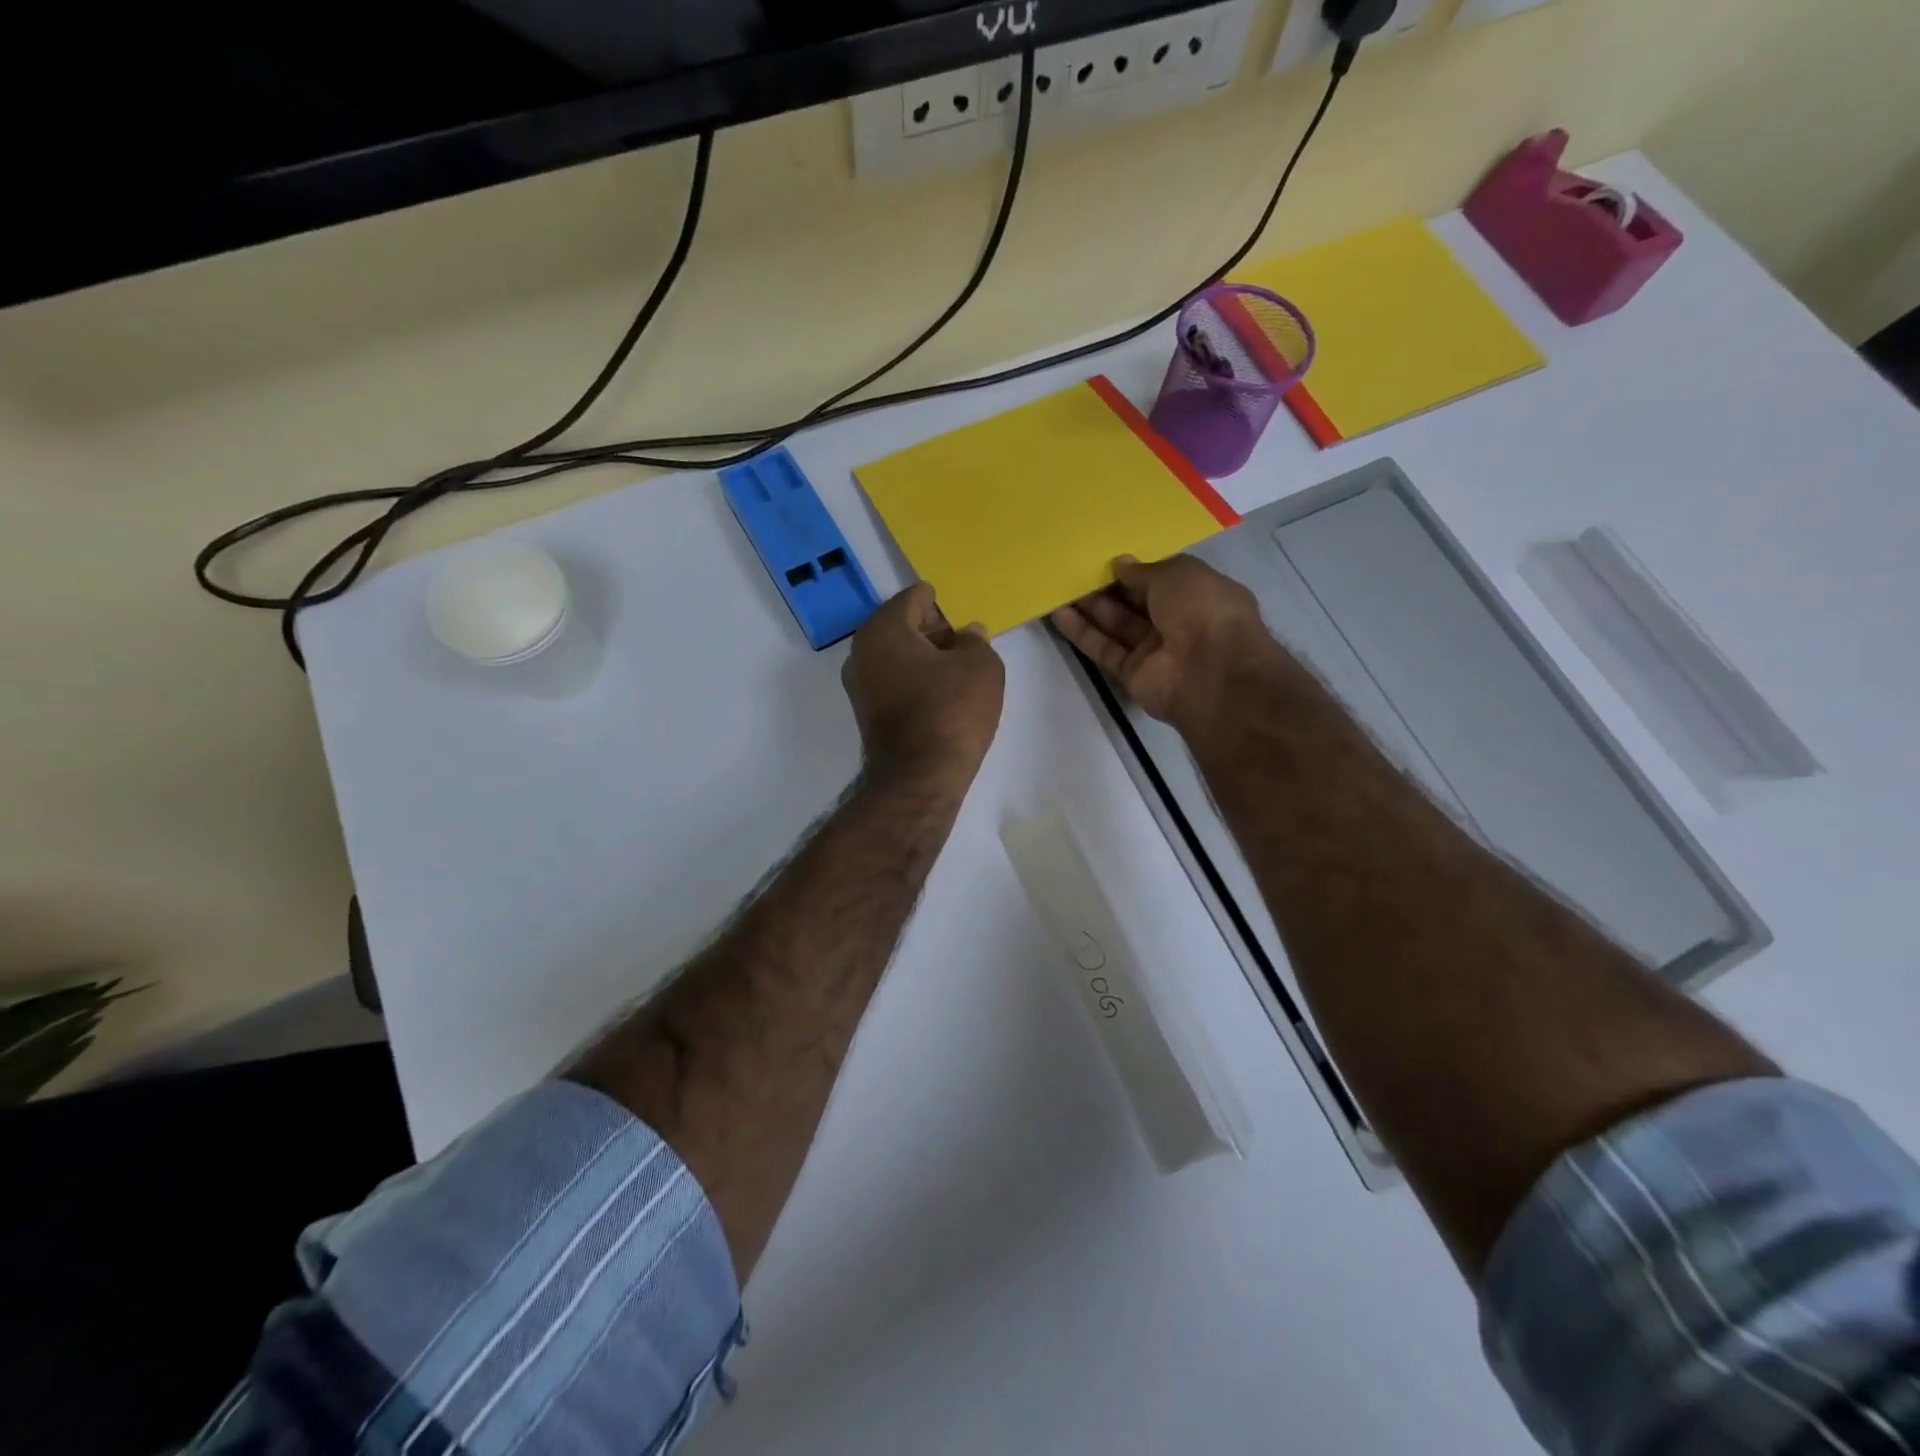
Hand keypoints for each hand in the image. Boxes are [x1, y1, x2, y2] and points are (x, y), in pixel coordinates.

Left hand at [844, 584, 1005, 789]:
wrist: (920, 778)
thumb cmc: (951, 710)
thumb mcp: (981, 666)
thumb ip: (975, 640)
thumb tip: (967, 635)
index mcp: (883, 629)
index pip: (914, 598)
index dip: (941, 603)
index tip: (961, 615)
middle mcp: (861, 652)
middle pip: (901, 625)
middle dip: (932, 629)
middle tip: (964, 642)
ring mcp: (859, 686)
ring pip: (895, 655)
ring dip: (924, 657)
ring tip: (958, 670)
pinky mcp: (866, 714)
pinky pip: (893, 681)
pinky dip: (914, 680)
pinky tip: (941, 694)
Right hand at [1051, 555, 1276, 726]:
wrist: (1211, 672)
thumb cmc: (1203, 610)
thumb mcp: (1177, 573)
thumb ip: (1145, 570)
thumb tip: (1121, 564)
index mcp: (1199, 594)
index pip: (1162, 579)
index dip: (1136, 569)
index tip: (1107, 558)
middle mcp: (1178, 622)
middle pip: (1135, 602)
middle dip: (1107, 586)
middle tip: (1074, 569)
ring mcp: (1154, 651)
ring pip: (1116, 625)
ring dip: (1089, 607)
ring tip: (1059, 587)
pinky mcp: (1132, 673)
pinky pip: (1104, 649)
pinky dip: (1082, 632)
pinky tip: (1058, 613)